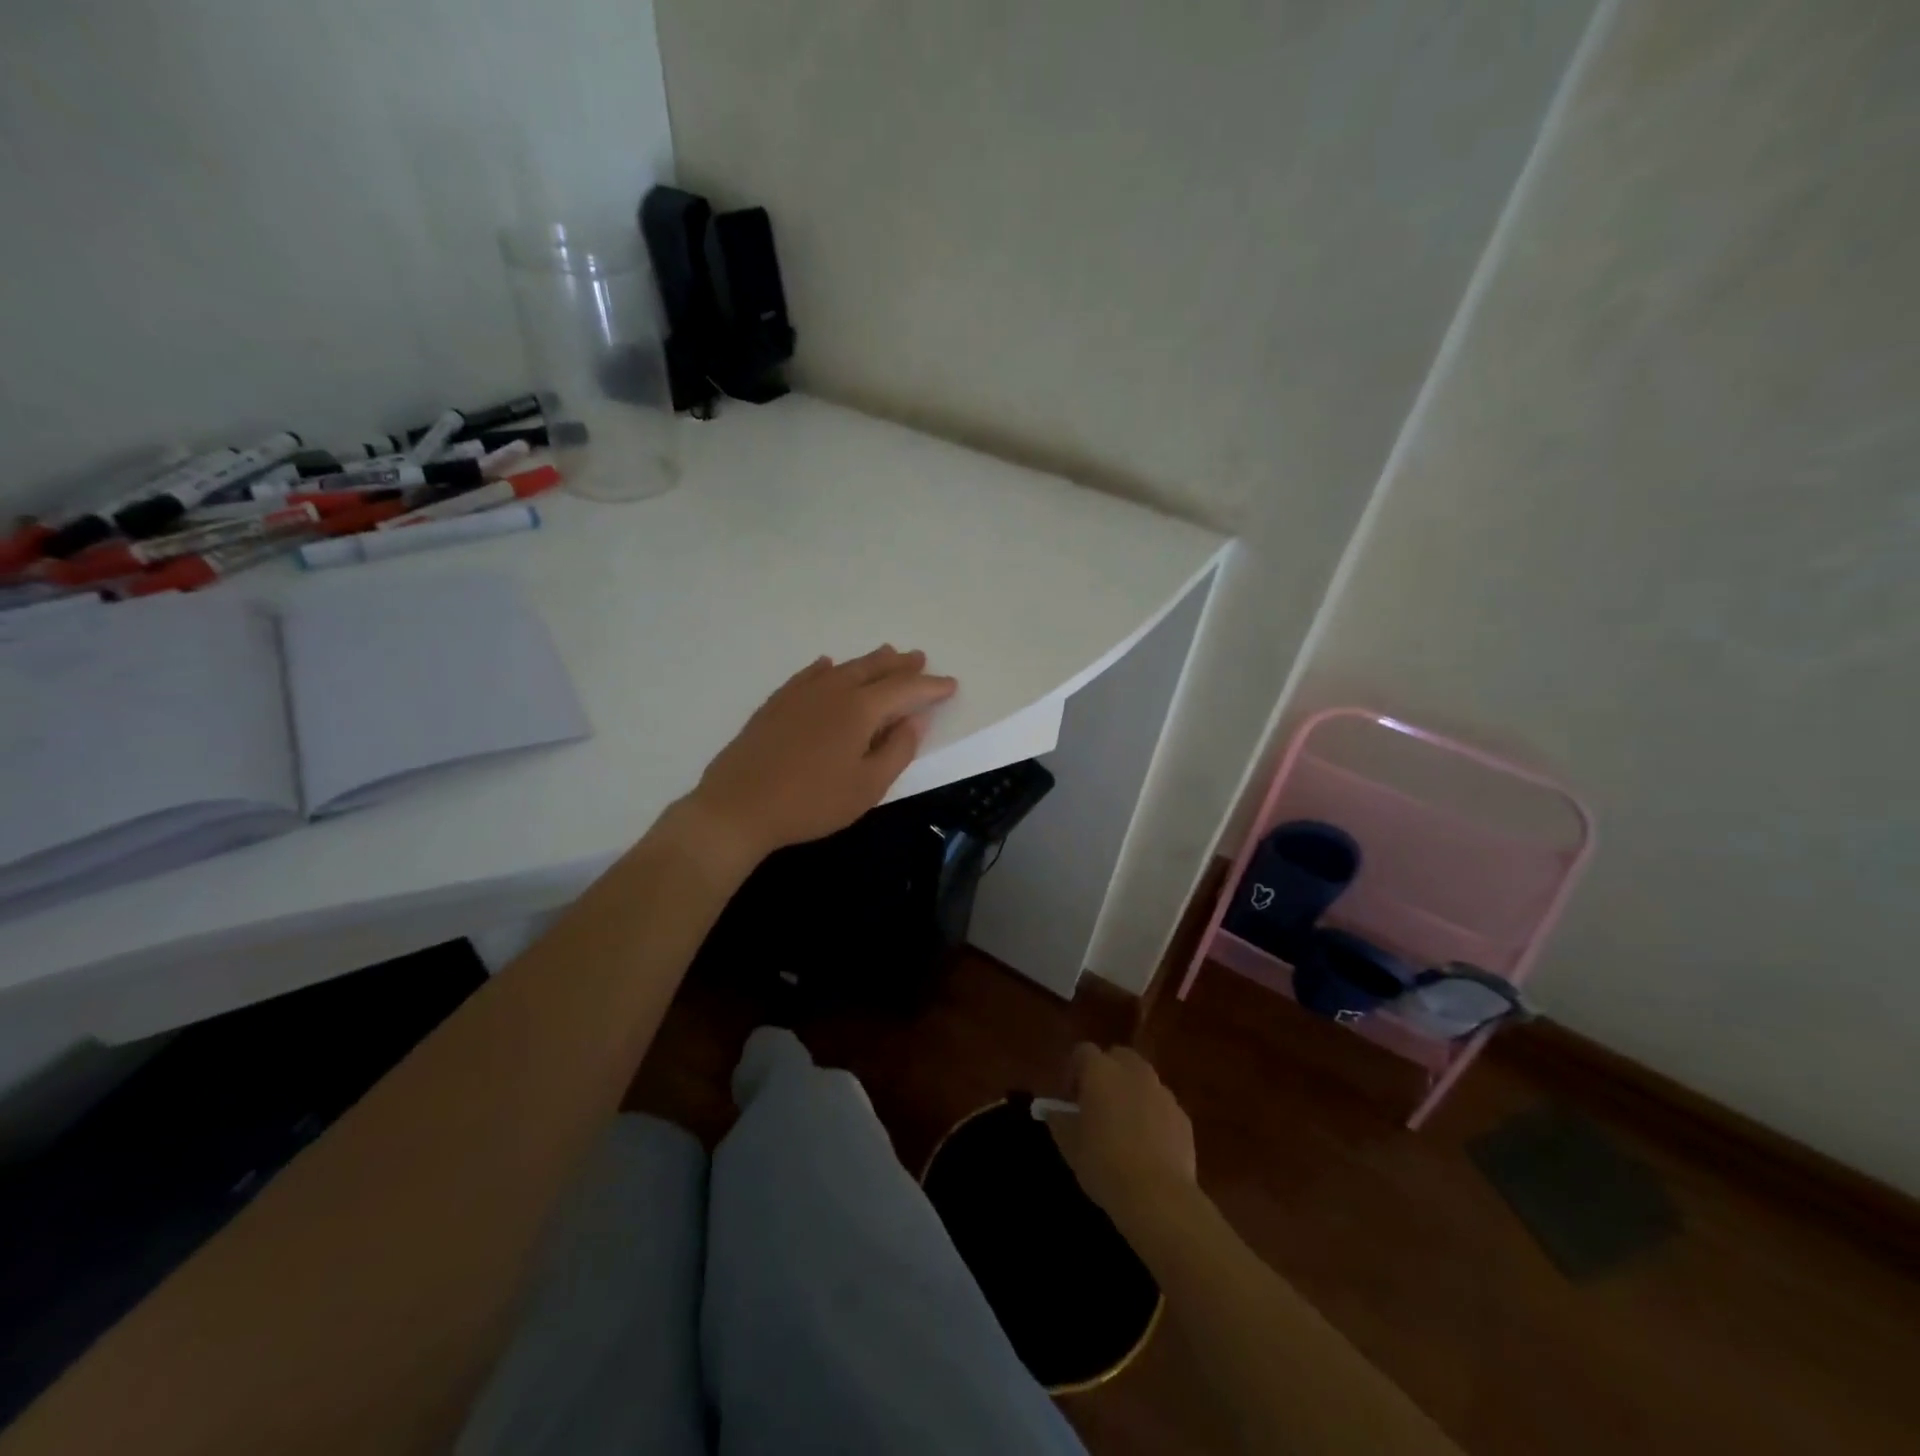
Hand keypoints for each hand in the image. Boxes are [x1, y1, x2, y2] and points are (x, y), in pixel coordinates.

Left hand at [685, 646, 956, 866]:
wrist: (738, 806)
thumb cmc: (811, 802)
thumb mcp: (867, 786)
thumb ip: (897, 750)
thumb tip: (914, 719)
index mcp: (860, 709)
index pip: (904, 689)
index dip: (930, 687)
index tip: (951, 684)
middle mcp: (833, 690)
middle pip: (874, 669)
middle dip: (901, 665)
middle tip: (919, 658)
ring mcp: (800, 693)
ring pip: (843, 668)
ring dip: (869, 661)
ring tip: (886, 654)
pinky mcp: (776, 703)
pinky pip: (809, 675)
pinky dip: (826, 668)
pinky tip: (827, 666)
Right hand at [1048, 1044, 1196, 1223]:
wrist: (1158, 1196)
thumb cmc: (1104, 1164)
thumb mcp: (1069, 1145)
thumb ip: (1059, 1120)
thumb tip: (1054, 1110)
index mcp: (1101, 1070)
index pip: (1083, 1051)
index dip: (1074, 1070)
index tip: (1070, 1098)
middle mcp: (1133, 1071)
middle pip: (1118, 1057)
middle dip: (1107, 1073)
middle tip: (1097, 1105)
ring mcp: (1162, 1092)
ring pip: (1143, 1080)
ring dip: (1131, 1093)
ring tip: (1124, 1127)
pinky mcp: (1182, 1117)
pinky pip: (1161, 1106)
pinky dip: (1153, 1116)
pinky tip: (1147, 1146)